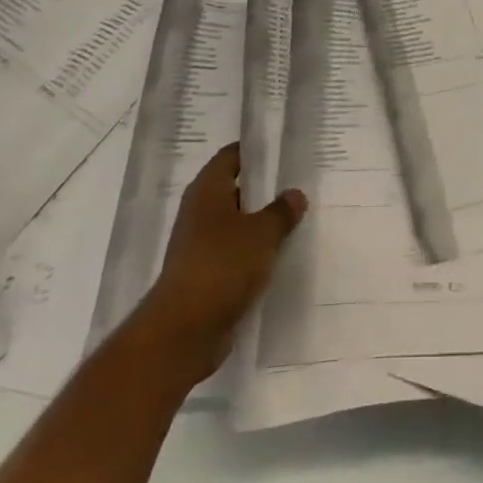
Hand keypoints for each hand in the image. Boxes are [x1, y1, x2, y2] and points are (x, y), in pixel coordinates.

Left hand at [142, 144, 305, 377]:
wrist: (183, 331)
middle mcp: (200, 211)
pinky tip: (280, 256)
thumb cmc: (221, 266)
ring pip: (237, 224)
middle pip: (236, 189)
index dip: (257, 150)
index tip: (285, 150)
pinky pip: (235, 253)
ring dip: (261, 224)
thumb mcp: (261, 233)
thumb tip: (295, 194)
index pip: (233, 155)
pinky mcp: (205, 274)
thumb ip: (281, 211)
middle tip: (299, 184)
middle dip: (265, 189)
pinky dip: (254, 253)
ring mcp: (200, 245)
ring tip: (296, 219)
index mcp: (208, 189)